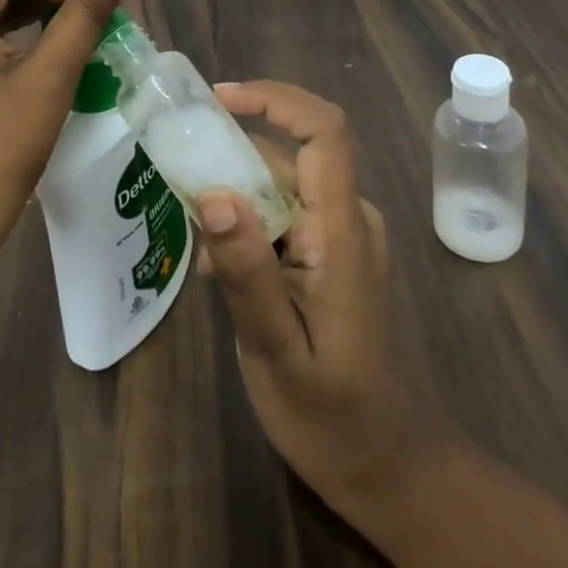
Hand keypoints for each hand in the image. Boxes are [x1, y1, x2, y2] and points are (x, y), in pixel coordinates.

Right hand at [194, 81, 456, 535]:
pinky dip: (248, 222)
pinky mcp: (334, 251)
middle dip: (230, 150)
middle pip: (289, 153)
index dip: (273, 99)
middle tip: (176, 169)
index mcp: (343, 231)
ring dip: (234, 193)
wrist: (391, 468)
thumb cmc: (334, 417)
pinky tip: (221, 267)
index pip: (325, 131)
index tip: (215, 100)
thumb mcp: (277, 350)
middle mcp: (349, 217)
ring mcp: (344, 234)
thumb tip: (211, 193)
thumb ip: (248, 272)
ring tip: (194, 237)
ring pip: (282, 182)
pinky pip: (286, 212)